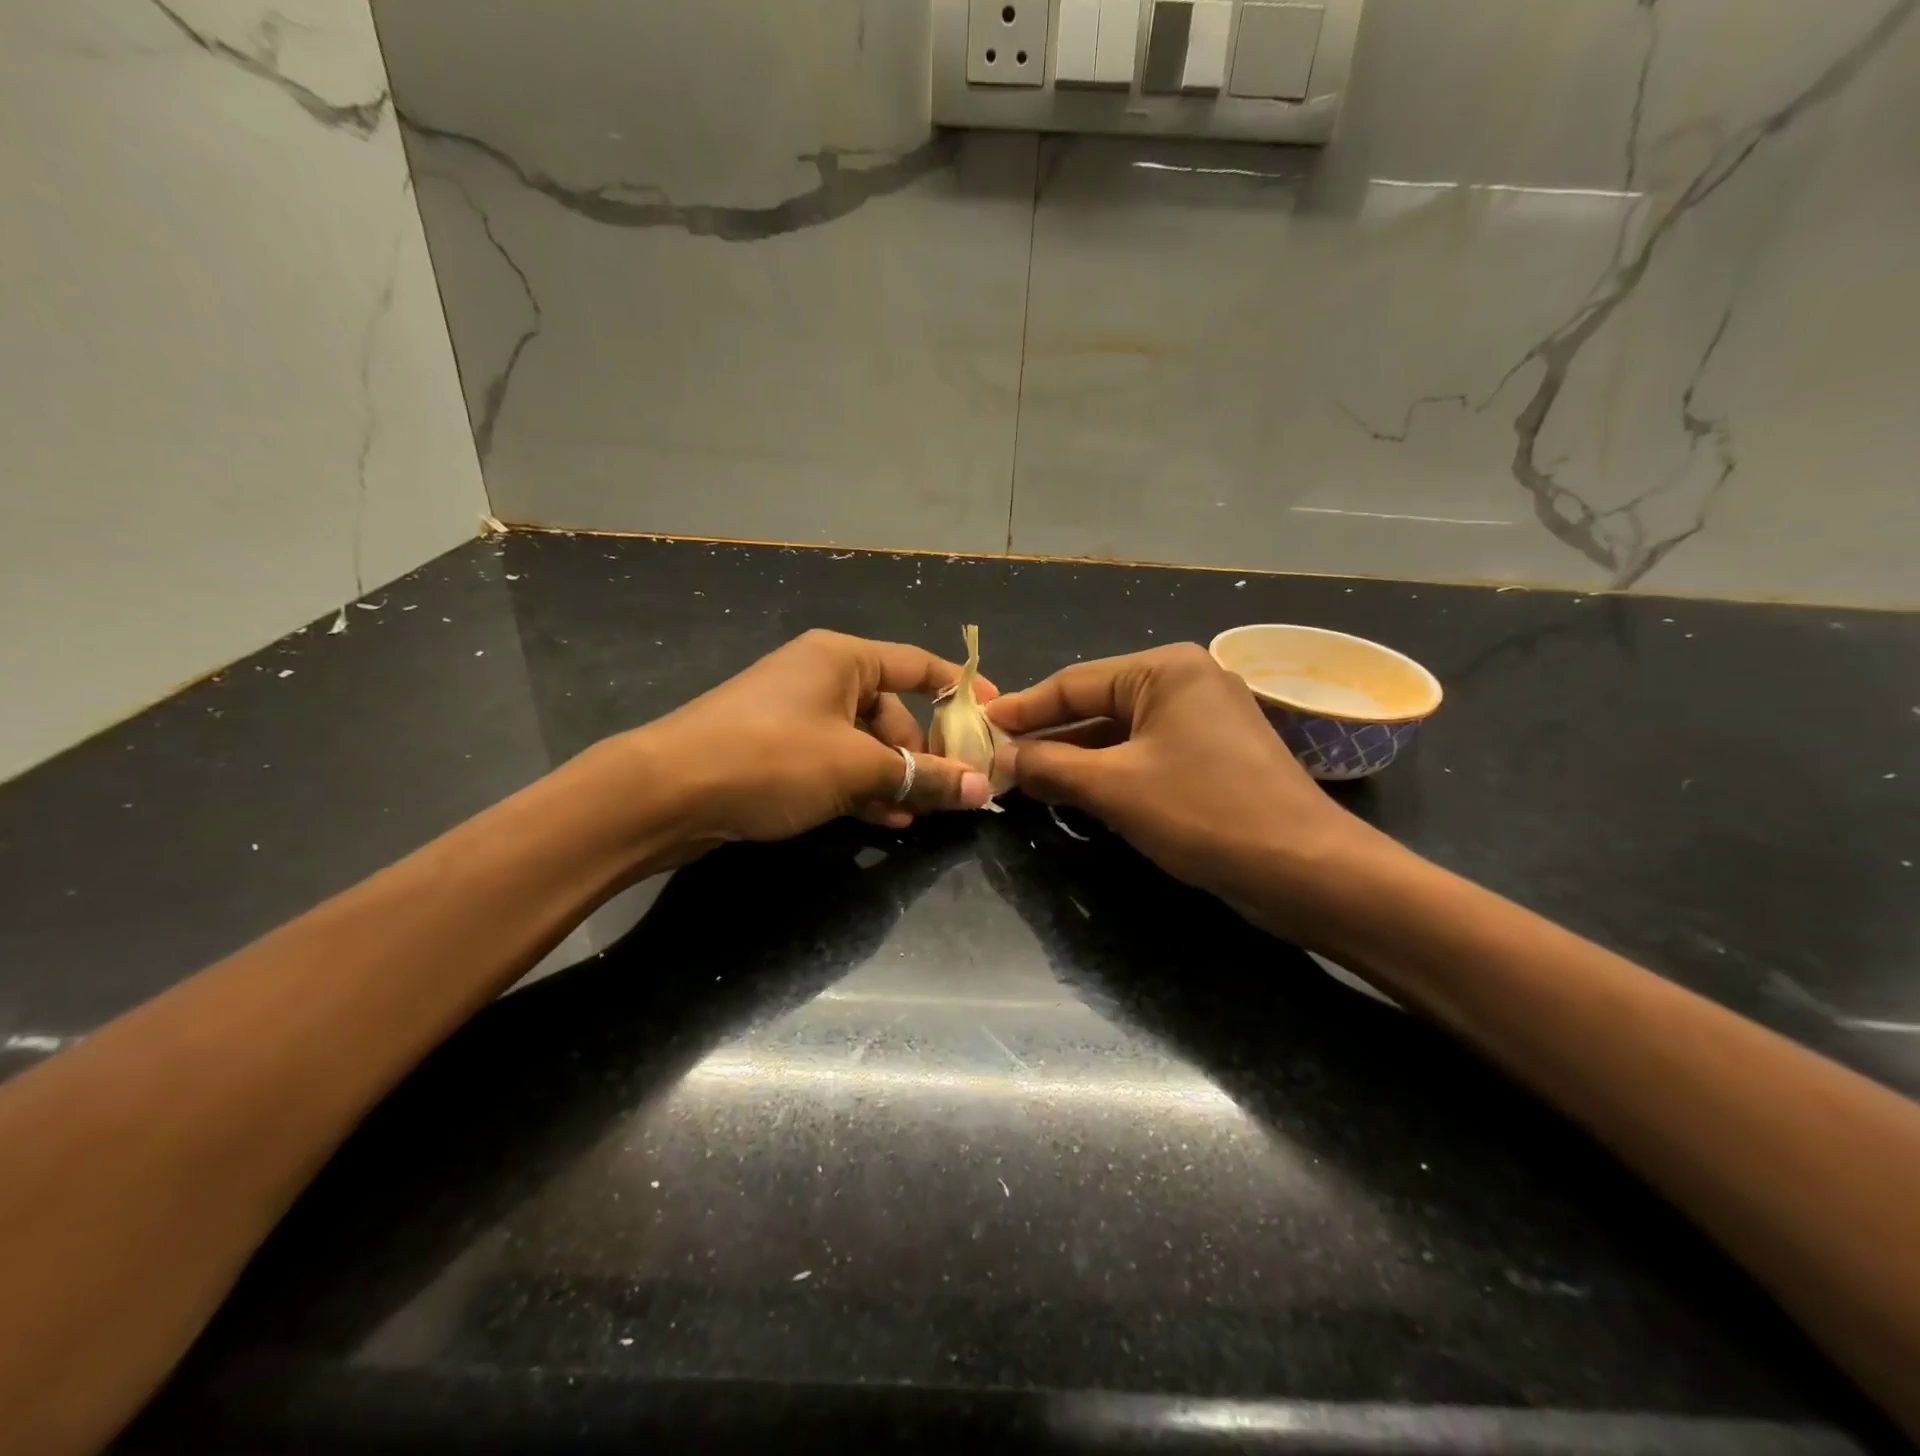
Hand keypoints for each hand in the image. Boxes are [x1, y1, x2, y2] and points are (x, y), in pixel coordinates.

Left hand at [630, 629, 995, 856]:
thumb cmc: (770, 759)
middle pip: (892, 710)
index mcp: (842, 658)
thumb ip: (920, 776)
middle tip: (952, 790)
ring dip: (893, 776)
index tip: (995, 718)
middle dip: (923, 752)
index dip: (961, 690)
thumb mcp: (855, 768)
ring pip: (864, 742)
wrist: (664, 793)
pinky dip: (859, 786)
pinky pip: (834, 761)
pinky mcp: (775, 748)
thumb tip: (980, 788)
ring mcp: (795, 713)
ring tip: (918, 815)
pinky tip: (881, 820)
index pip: (918, 665)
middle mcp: (821, 676)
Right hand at [986, 644, 1379, 935]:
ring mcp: (1204, 720)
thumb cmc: (1205, 813)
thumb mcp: (1115, 788)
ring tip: (1026, 780)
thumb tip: (1005, 759)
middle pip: (1097, 706)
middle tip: (998, 758)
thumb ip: (1052, 766)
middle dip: (1048, 736)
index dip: (1023, 708)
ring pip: (1120, 735)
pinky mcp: (1214, 757)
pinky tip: (1076, 793)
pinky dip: (1109, 773)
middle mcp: (1186, 682)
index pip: (1073, 682)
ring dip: (1076, 759)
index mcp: (1165, 670)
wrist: (1306, 869)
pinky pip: (1146, 756)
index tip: (980, 726)